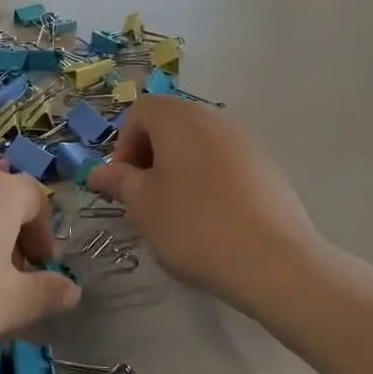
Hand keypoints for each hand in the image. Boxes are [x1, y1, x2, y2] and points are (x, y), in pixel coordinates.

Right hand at [87, 97, 321, 311]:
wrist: (273, 261)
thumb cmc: (194, 225)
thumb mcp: (142, 205)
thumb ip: (119, 181)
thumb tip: (99, 172)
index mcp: (179, 117)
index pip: (140, 111)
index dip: (123, 144)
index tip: (123, 183)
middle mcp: (215, 117)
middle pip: (171, 124)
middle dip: (150, 156)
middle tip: (144, 197)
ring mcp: (247, 141)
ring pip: (199, 144)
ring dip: (179, 169)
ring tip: (176, 211)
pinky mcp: (268, 167)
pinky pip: (225, 163)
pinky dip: (209, 180)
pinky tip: (211, 219)